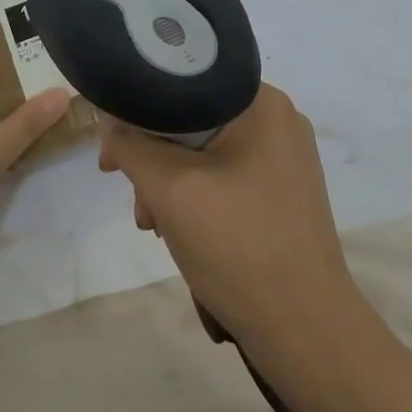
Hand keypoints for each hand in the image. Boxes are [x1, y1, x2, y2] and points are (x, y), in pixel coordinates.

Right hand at [98, 84, 358, 344]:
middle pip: (192, 120)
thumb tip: (108, 120)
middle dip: (153, 158)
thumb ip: (130, 145)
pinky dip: (197, 196)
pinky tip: (180, 229)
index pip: (182, 84)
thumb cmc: (237, 245)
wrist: (303, 327)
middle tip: (133, 197)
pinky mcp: (283, 191)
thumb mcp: (169, 188)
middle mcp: (279, 120)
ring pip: (206, 152)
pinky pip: (226, 175)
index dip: (136, 113)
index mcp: (262, 103)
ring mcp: (285, 158)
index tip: (110, 150)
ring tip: (154, 224)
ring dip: (171, 182)